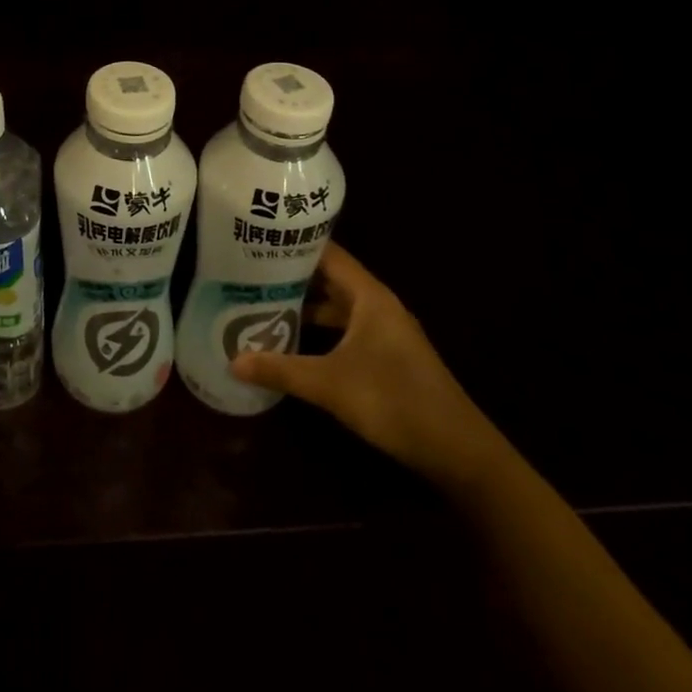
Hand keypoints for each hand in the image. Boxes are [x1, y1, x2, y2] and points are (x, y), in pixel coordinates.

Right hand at [228, 242, 504, 485]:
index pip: (328, 253)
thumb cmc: (394, 401)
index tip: (258, 240)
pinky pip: (347, 329)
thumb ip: (281, 370)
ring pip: (338, 306)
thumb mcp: (330, 385)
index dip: (294, 244)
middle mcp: (378, 305)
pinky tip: (295, 342)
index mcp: (369, 296)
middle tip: (249, 272)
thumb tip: (232, 361)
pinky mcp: (388, 356)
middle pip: (330, 278)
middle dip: (292, 275)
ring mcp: (386, 331)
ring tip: (262, 303)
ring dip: (305, 305)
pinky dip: (321, 330)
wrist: (459, 451)